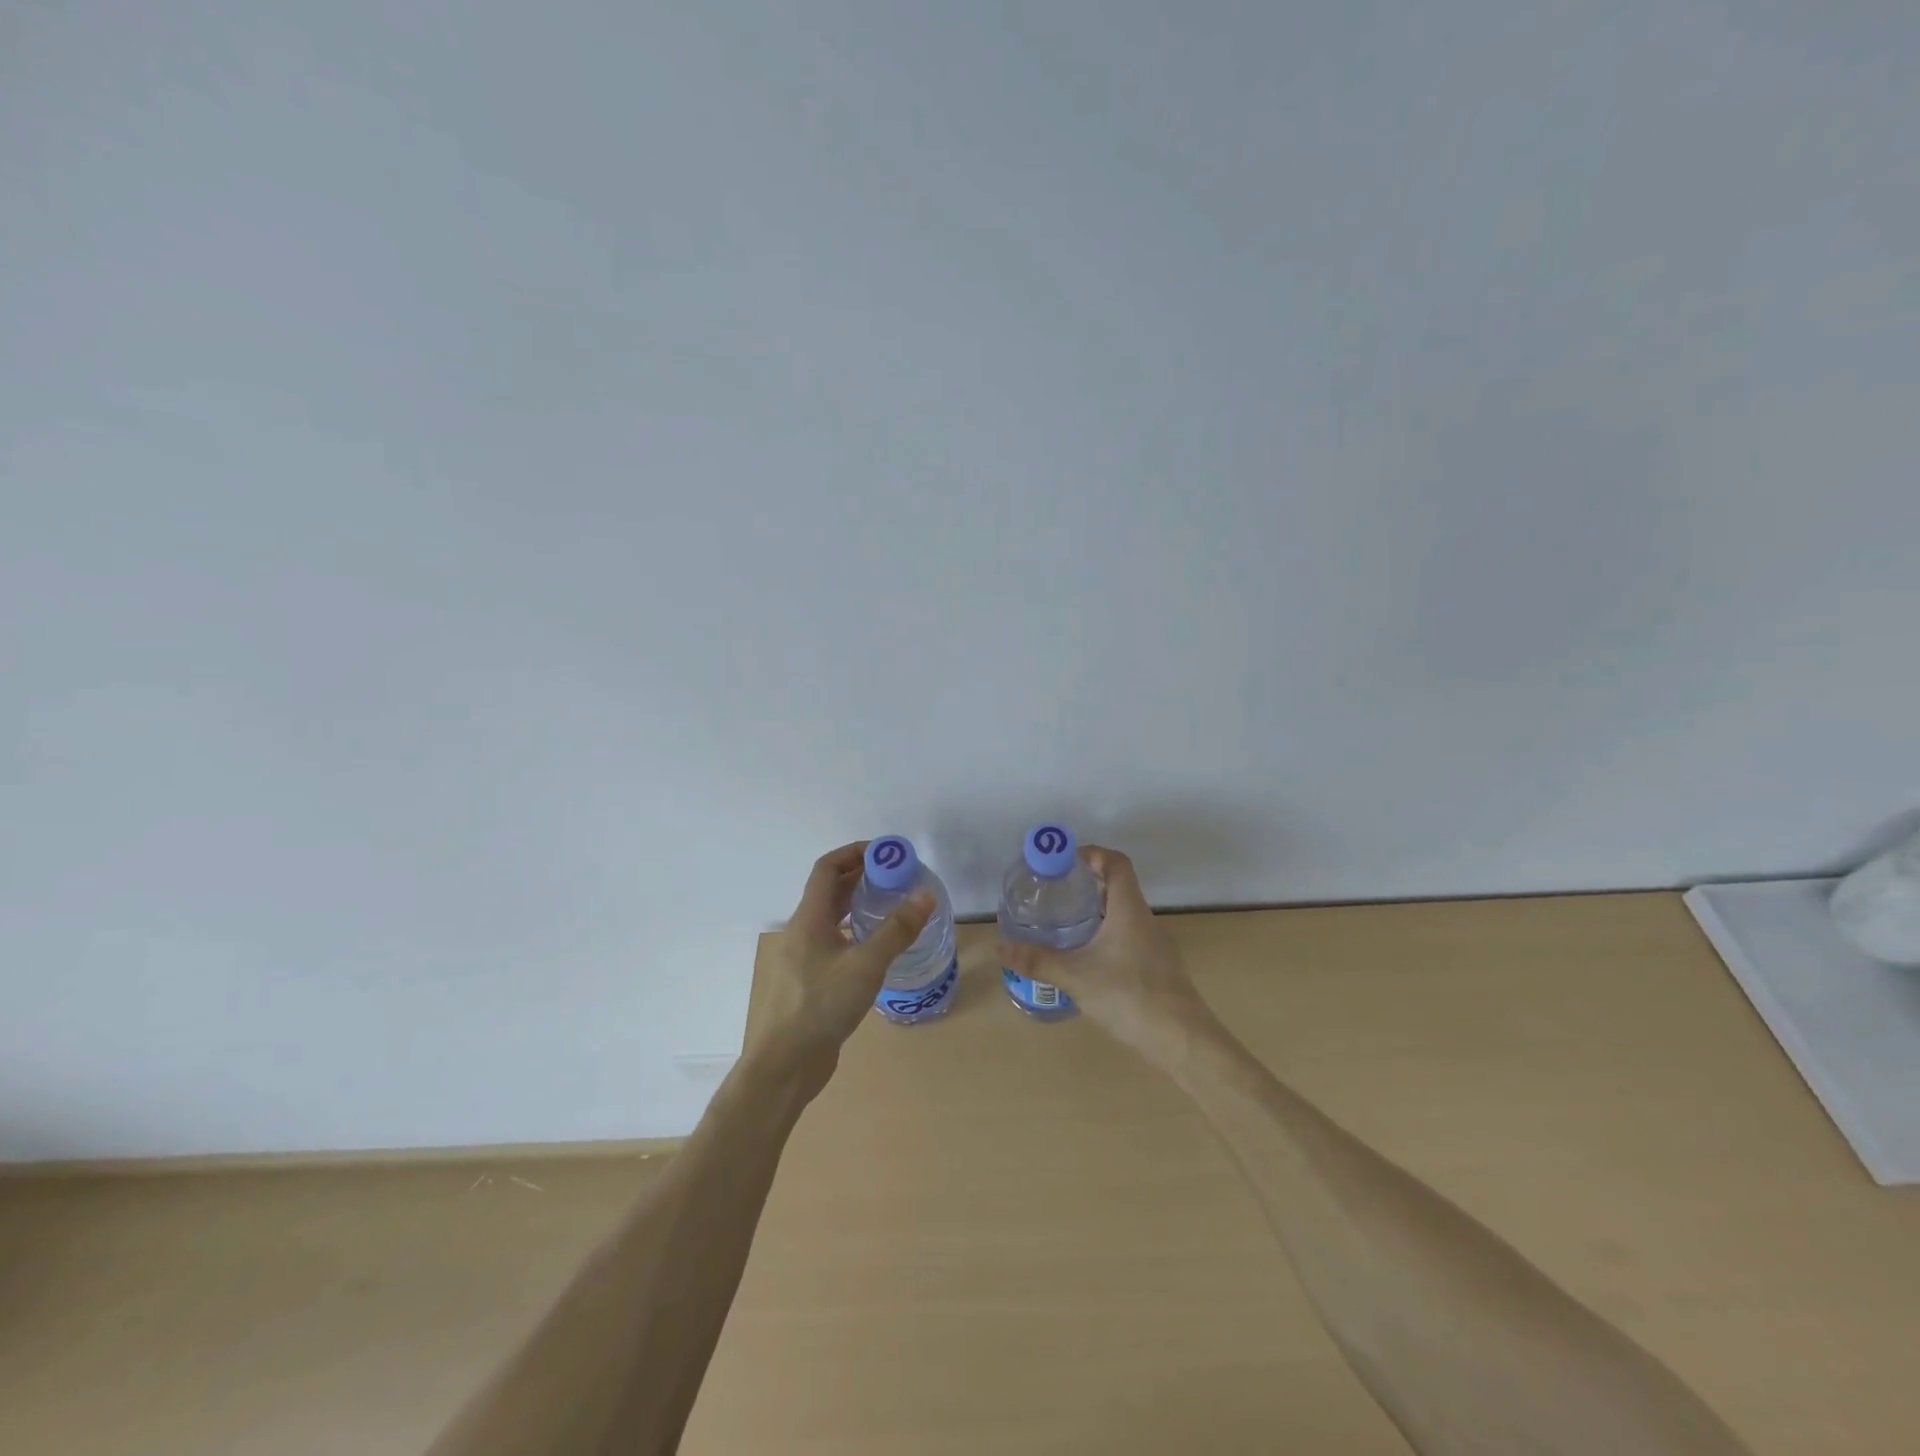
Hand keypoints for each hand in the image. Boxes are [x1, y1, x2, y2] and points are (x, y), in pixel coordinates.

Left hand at [750, 842, 932, 1077]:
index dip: (854, 853)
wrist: (784, 1066)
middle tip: (898, 877)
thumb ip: (897, 930)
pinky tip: (877, 948)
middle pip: (830, 891)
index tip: (886, 853)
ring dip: (858, 905)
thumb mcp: (866, 965)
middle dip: (862, 877)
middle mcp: (802, 931)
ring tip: (892, 906)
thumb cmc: (821, 1007)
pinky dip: (855, 933)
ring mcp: (803, 958)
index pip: (827, 868)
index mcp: (809, 919)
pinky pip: (833, 942)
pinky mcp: (809, 981)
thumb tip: (925, 895)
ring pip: (831, 918)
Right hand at [997, 845, 1214, 1068]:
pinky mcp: (1156, 967)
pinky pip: (1128, 936)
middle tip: (1055, 891)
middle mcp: (1144, 920)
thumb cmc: (1130, 996)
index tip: (1064, 861)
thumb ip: (1037, 960)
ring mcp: (1154, 944)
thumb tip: (999, 946)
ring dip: (1097, 910)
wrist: (1182, 1040)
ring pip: (1123, 913)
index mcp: (1129, 909)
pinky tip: (1086, 957)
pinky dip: (1106, 934)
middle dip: (1087, 883)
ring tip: (1064, 921)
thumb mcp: (1076, 977)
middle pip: (1118, 886)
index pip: (1116, 863)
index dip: (1092, 854)